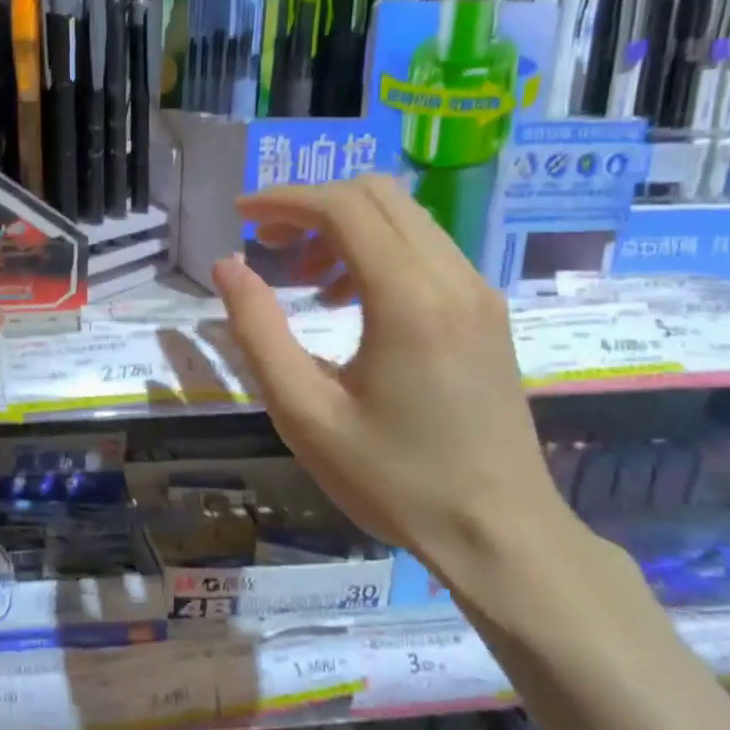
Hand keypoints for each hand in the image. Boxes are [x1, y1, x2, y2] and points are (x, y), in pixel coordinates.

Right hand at [212, 174, 575, 598]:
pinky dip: (376, 251)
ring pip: (405, 218)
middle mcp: (453, 278)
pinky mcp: (486, 313)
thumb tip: (228, 267)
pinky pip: (425, 250)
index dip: (285, 199)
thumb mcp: (304, 412)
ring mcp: (478, 293)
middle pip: (378, 196)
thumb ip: (258, 331)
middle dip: (313, 205)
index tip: (241, 214)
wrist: (501, 534)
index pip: (344, 207)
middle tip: (267, 243)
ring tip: (304, 279)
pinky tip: (348, 301)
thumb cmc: (393, 479)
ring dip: (344, 227)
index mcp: (409, 299)